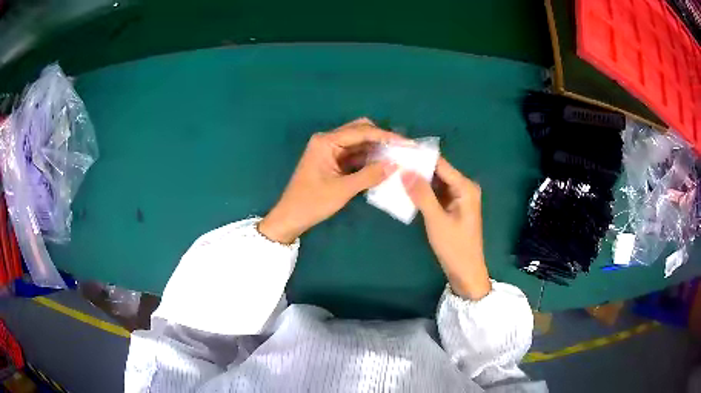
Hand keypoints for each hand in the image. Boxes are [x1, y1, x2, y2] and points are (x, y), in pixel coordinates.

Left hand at [259, 118, 400, 243]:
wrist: (291, 217)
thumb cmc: (312, 202)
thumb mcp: (342, 190)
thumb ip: (369, 175)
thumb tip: (395, 165)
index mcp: (326, 142)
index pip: (361, 131)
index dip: (386, 136)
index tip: (406, 143)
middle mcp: (328, 141)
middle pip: (360, 131)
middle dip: (382, 139)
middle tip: (402, 149)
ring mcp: (330, 151)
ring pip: (359, 143)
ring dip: (376, 149)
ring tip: (398, 156)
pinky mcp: (332, 162)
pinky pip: (354, 155)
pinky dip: (368, 159)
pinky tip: (383, 165)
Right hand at [402, 158, 491, 299]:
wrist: (466, 272)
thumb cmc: (455, 247)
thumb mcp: (436, 220)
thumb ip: (422, 194)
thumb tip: (404, 169)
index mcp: (465, 187)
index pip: (440, 164)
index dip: (419, 156)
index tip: (398, 150)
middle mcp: (463, 187)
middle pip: (437, 171)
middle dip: (416, 167)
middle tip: (392, 162)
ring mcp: (458, 197)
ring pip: (435, 182)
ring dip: (417, 179)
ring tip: (394, 172)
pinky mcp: (452, 207)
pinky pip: (435, 193)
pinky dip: (422, 192)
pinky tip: (405, 188)